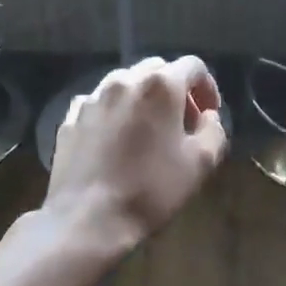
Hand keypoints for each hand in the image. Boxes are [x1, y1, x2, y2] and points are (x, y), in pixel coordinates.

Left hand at [45, 56, 226, 254]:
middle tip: (182, 122)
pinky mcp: (71, 117)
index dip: (207, 87)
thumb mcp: (201, 164)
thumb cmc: (150, 189)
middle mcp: (124, 80)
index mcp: (160, 85)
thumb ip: (214, 130)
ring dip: (143, 99)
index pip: (193, 66)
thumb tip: (208, 117)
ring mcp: (93, 97)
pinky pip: (100, 104)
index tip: (209, 114)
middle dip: (175, 90)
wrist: (86, 218)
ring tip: (147, 130)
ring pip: (125, 83)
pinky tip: (116, 141)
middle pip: (157, 69)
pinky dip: (115, 112)